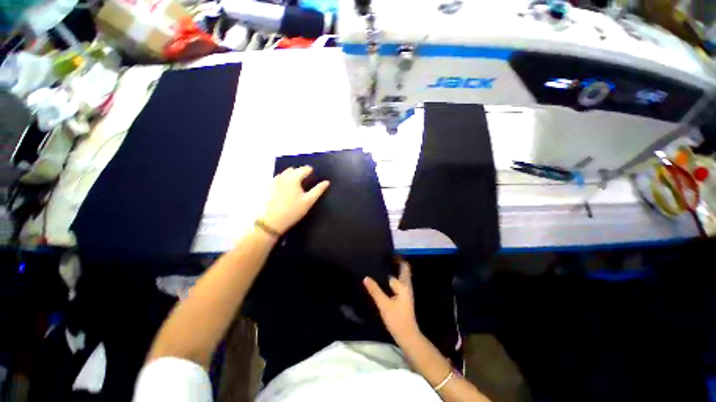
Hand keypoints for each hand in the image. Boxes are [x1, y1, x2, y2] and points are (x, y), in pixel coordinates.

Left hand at [260, 166, 328, 235]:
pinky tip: (287, 188)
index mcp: (294, 178)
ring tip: (298, 184)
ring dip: (293, 175)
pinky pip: (279, 178)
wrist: (272, 221)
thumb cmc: (293, 211)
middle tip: (307, 181)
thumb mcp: (309, 201)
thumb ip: (318, 190)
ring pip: (286, 173)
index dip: (311, 171)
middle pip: (294, 169)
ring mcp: (275, 181)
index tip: (314, 176)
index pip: (305, 169)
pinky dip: (285, 179)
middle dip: (301, 172)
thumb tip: (327, 182)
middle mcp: (283, 176)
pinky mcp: (270, 186)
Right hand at [363, 261, 419, 343]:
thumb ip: (375, 290)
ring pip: (402, 275)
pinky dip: (393, 276)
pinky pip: (399, 281)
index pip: (399, 267)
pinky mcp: (403, 296)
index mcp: (404, 285)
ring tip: (382, 264)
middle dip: (396, 261)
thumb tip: (366, 277)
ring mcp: (406, 290)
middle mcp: (407, 285)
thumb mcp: (384, 304)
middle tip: (383, 256)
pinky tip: (384, 278)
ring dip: (395, 268)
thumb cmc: (397, 319)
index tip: (384, 253)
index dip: (393, 259)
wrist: (407, 335)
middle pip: (404, 268)